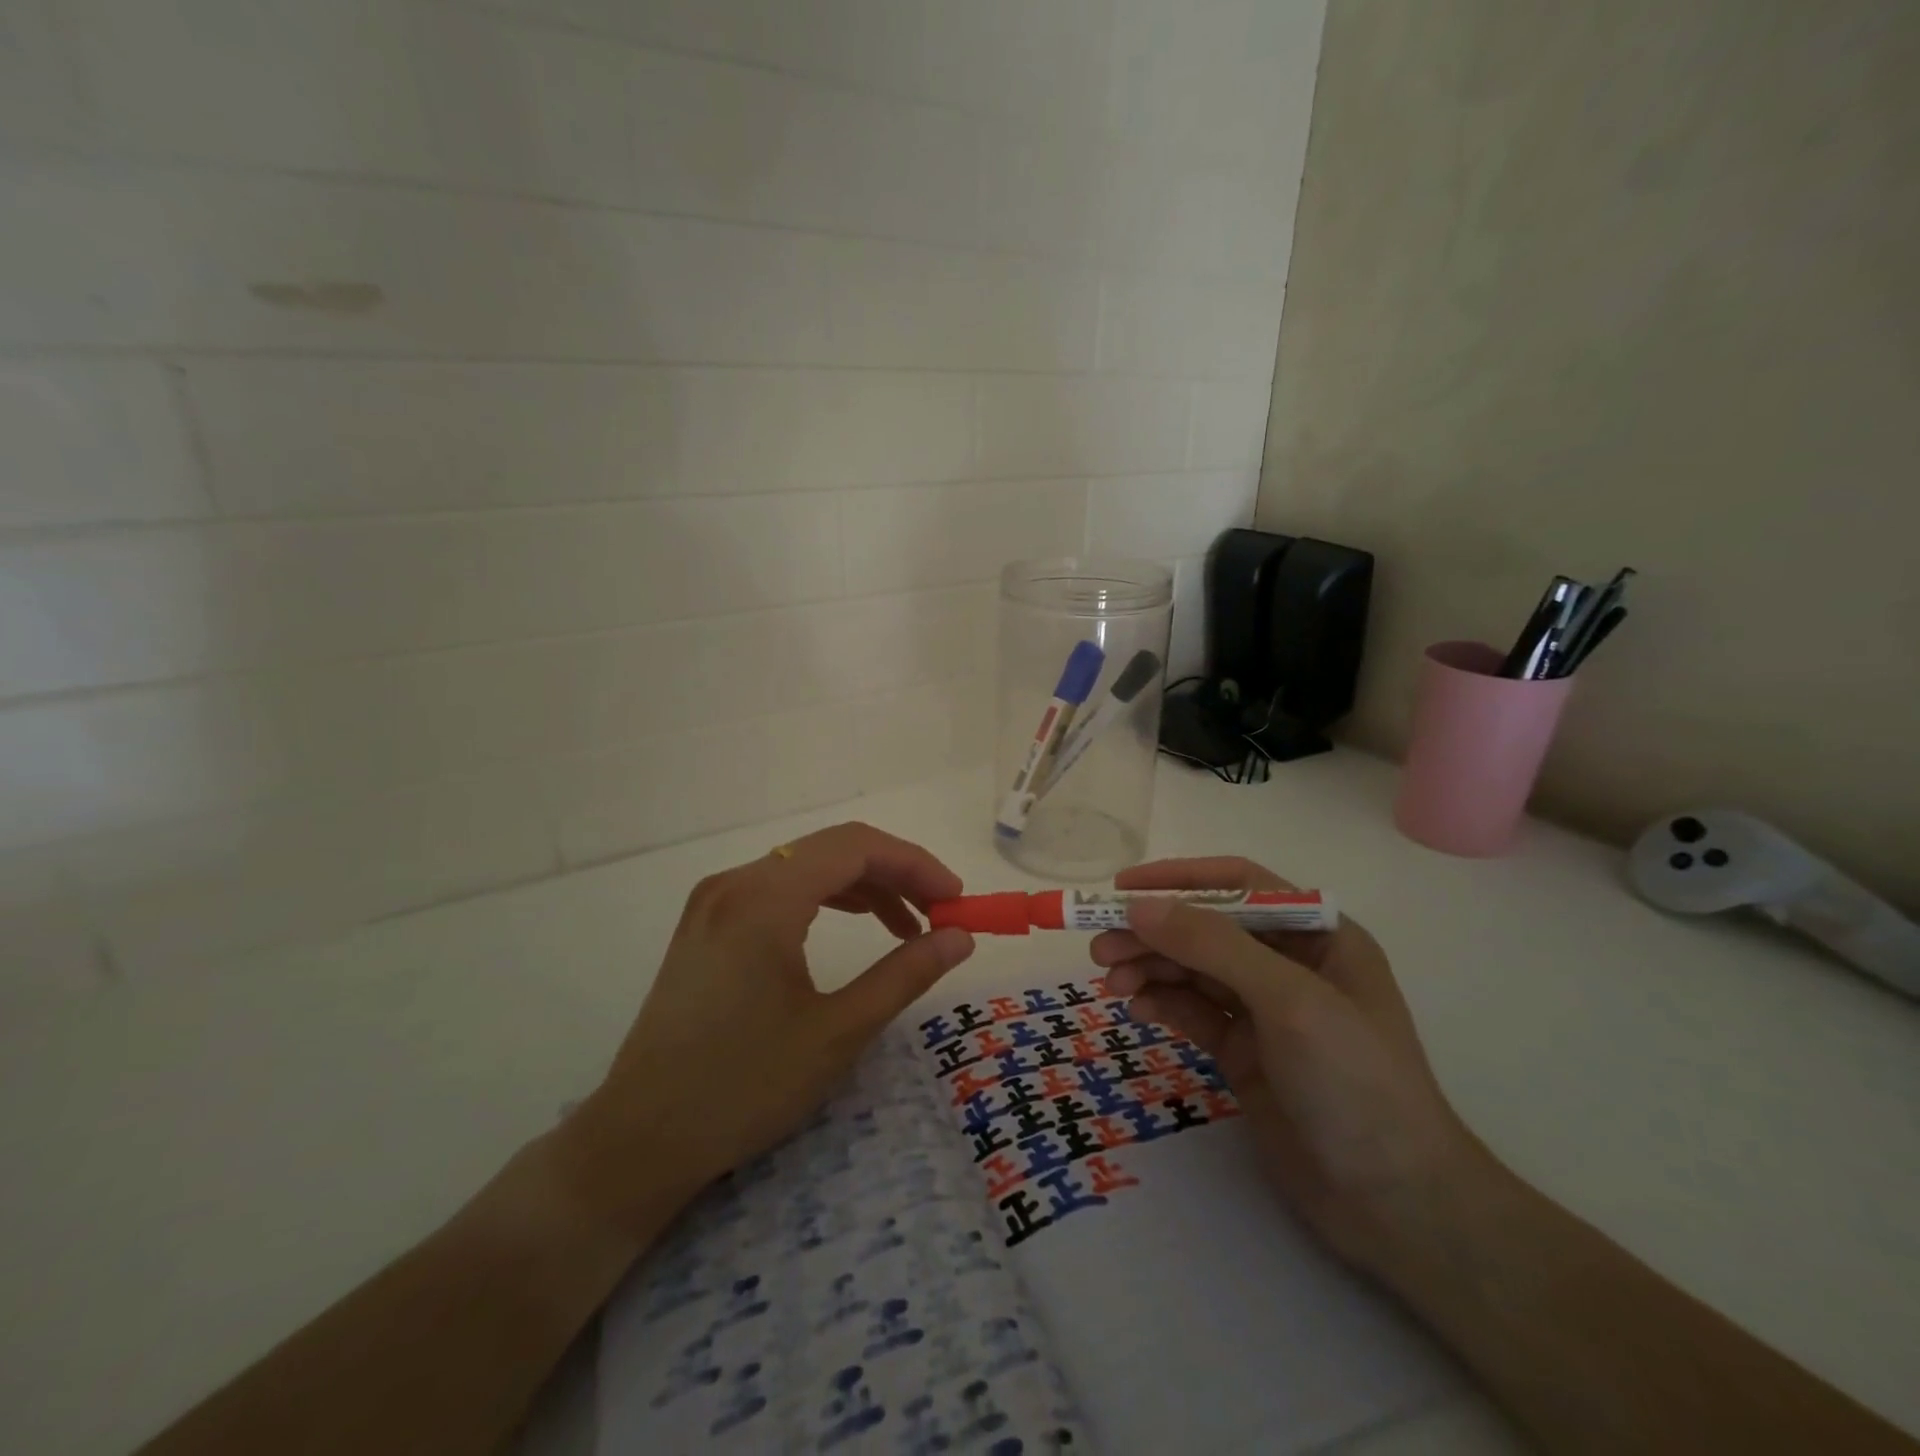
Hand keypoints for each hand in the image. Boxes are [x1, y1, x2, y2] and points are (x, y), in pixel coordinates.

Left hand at [558, 823, 975, 1235]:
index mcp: (765, 897)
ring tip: (907, 927)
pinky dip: (826, 899)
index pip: (857, 846)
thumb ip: (905, 973)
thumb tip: (960, 937)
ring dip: (863, 886)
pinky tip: (852, 926)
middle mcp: (736, 881)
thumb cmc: (743, 1087)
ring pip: (807, 865)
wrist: (638, 1141)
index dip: (915, 863)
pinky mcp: (707, 923)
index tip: (956, 899)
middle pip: (833, 848)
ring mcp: (715, 900)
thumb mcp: (837, 1031)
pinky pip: (780, 888)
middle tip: (939, 914)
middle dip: (895, 873)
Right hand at [1091, 858, 1486, 1272]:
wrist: (1396, 1206)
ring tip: (1111, 983)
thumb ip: (1213, 946)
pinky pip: (1192, 1011)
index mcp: (1317, 934)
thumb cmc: (1355, 1083)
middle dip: (1154, 933)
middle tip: (1101, 949)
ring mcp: (1264, 1010)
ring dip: (1150, 968)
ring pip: (1193, 970)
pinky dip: (1162, 1004)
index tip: (1122, 890)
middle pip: (1206, 929)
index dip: (1180, 880)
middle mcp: (1288, 964)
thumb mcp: (1289, 1001)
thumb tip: (1139, 907)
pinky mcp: (1244, 1052)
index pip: (1239, 884)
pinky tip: (1138, 1011)